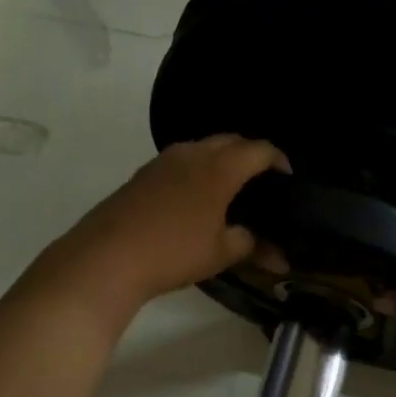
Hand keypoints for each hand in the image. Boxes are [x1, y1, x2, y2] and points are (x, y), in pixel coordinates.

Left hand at [44, 135, 288, 308]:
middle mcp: (192, 153)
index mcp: (219, 167)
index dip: (278, 160)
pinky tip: (195, 199)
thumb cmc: (174, 251)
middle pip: (230, 141)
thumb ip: (250, 243)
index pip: (259, 150)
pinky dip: (196, 171)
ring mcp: (163, 161)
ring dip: (220, 160)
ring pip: (202, 148)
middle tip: (261, 181)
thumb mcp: (221, 252)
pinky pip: (180, 161)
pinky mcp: (142, 174)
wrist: (107, 256)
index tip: (288, 177)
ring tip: (229, 189)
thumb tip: (272, 250)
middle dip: (250, 155)